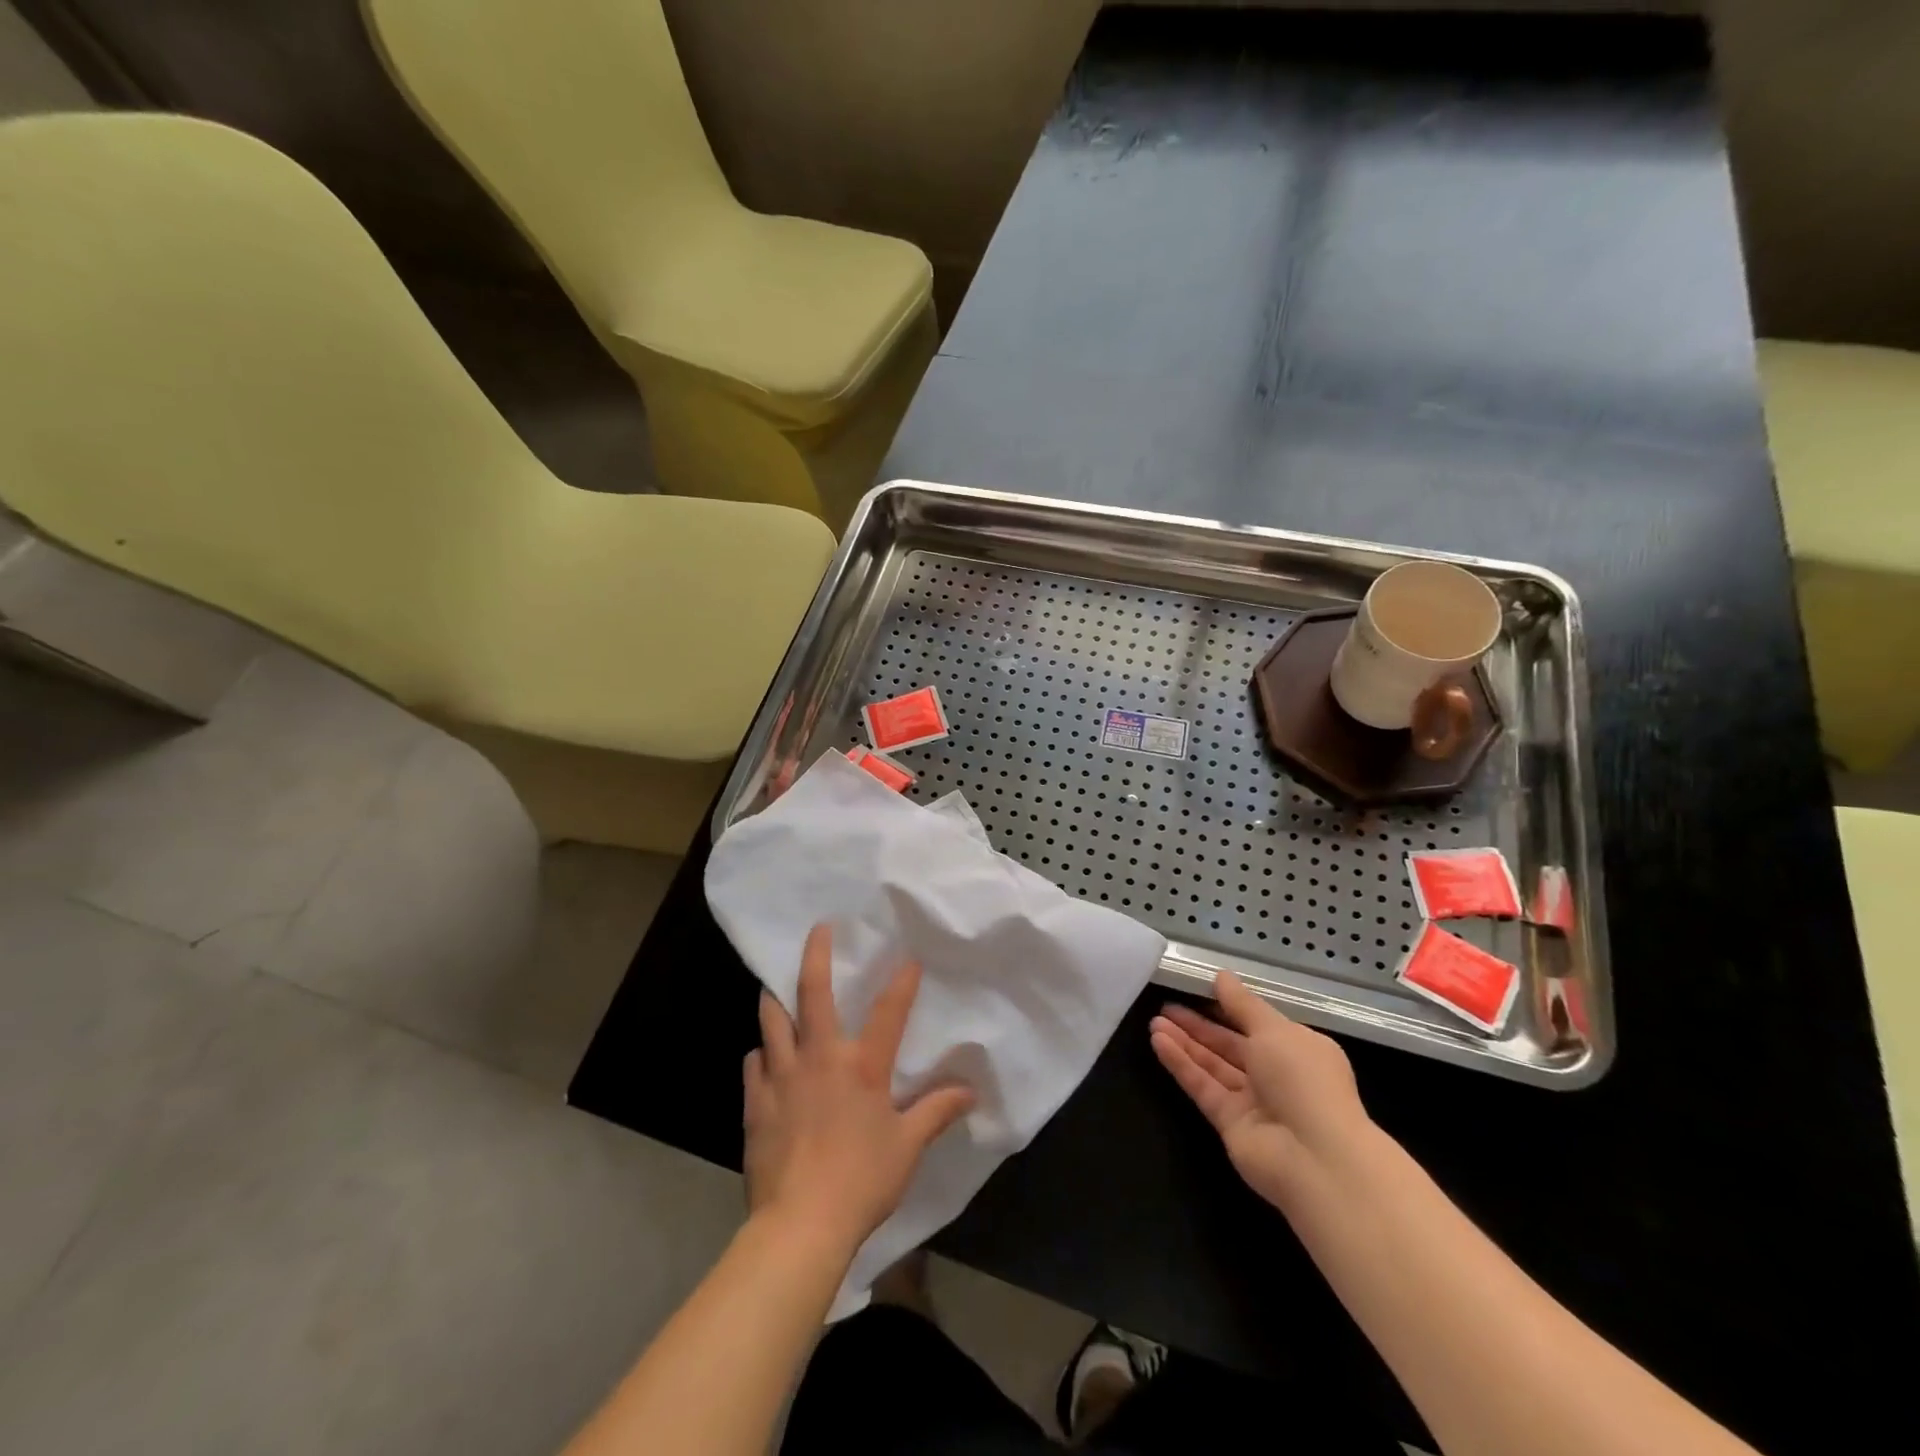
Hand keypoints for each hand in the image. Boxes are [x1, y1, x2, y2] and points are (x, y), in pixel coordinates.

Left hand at [743, 924, 974, 1255]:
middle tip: (818, 929)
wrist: (800, 1225)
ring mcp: (781, 1076)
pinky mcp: (755, 1102)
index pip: (888, 1011)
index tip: (908, 958)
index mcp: (862, 1065)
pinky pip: (754, 1063)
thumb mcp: (908, 1147)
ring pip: (772, 1020)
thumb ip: (937, 1112)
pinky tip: (764, 1057)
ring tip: (775, 985)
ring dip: (775, 998)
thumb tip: (970, 1091)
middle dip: (816, 954)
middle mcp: (819, 1057)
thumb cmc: (861, 1180)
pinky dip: (761, 1054)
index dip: (902, 982)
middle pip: (812, 993)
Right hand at [1150, 969, 1374, 1210]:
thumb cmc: (1303, 1081)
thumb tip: (1221, 976)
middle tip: (1165, 1005)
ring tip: (1154, 1021)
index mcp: (1297, 1049)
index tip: (1197, 989)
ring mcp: (1252, 1101)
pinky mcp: (1230, 1123)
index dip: (1227, 1006)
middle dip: (1198, 1024)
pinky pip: (1202, 1086)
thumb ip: (1242, 1004)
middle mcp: (1276, 1074)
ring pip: (1212, 1065)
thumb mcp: (1274, 1030)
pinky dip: (1181, 1064)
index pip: (1257, 1023)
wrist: (1316, 1159)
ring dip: (1184, 1042)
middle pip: (1230, 1044)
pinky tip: (1158, 1042)